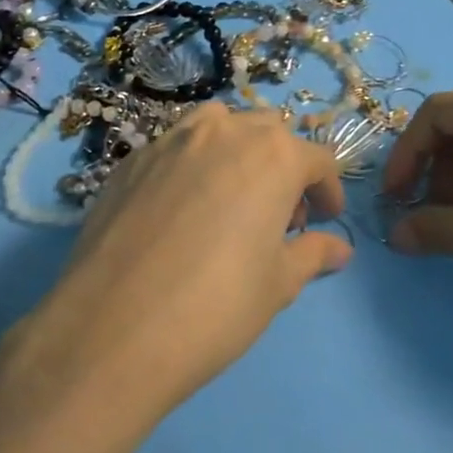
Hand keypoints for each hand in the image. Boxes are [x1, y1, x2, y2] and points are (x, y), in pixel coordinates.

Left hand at [14, 102, 351, 431]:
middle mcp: (222, 131)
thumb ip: (312, 254)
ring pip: (216, 126)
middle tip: (277, 217)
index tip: (323, 222)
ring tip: (229, 200)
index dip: (326, 191)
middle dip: (282, 167)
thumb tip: (338, 249)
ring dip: (235, 152)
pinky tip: (179, 210)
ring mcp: (169, 141)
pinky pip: (173, 148)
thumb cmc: (216, 305)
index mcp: (272, 155)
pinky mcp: (129, 161)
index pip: (317, 159)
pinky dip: (190, 165)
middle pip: (267, 132)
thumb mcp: (277, 284)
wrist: (113, 326)